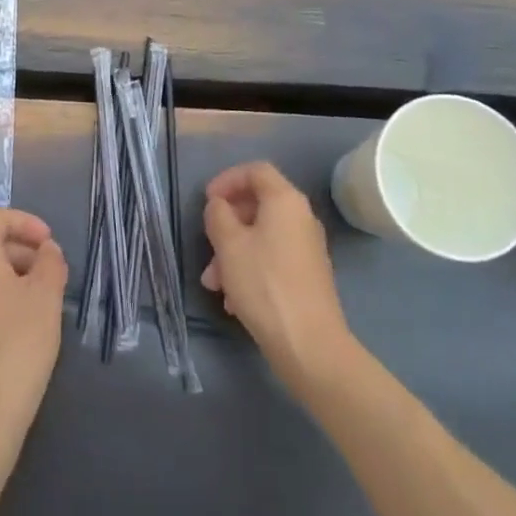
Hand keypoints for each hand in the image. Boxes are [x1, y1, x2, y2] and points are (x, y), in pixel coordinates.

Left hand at [0, 208, 66, 444]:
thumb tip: (46, 250)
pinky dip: (2, 294)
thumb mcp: (45, 296)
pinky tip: (25, 321)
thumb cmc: (18, 343)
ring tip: (45, 298)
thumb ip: (50, 262)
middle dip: (24, 250)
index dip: (27, 223)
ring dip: (16, 273)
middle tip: (54, 273)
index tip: (51, 244)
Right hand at [202, 161, 355, 391]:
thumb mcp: (229, 244)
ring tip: (213, 282)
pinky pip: (271, 259)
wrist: (309, 344)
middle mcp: (301, 218)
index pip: (256, 171)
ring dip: (232, 252)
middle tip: (207, 243)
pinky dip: (249, 269)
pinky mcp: (306, 275)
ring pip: (261, 236)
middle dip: (227, 223)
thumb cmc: (264, 284)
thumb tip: (220, 206)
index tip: (208, 200)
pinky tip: (233, 300)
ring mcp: (306, 248)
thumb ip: (218, 215)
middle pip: (258, 205)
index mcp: (285, 201)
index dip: (228, 179)